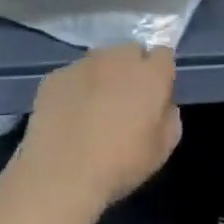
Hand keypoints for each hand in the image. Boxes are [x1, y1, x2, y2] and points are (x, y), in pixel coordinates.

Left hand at [16, 45, 180, 214]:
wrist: (61, 172)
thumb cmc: (120, 163)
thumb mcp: (161, 150)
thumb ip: (169, 118)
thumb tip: (162, 105)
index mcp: (149, 74)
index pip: (163, 54)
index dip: (160, 73)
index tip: (154, 96)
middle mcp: (116, 59)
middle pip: (130, 51)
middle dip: (131, 69)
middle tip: (124, 101)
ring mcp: (82, 64)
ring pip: (99, 61)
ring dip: (102, 76)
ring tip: (92, 109)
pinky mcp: (54, 77)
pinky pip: (72, 76)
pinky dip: (74, 89)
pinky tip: (68, 117)